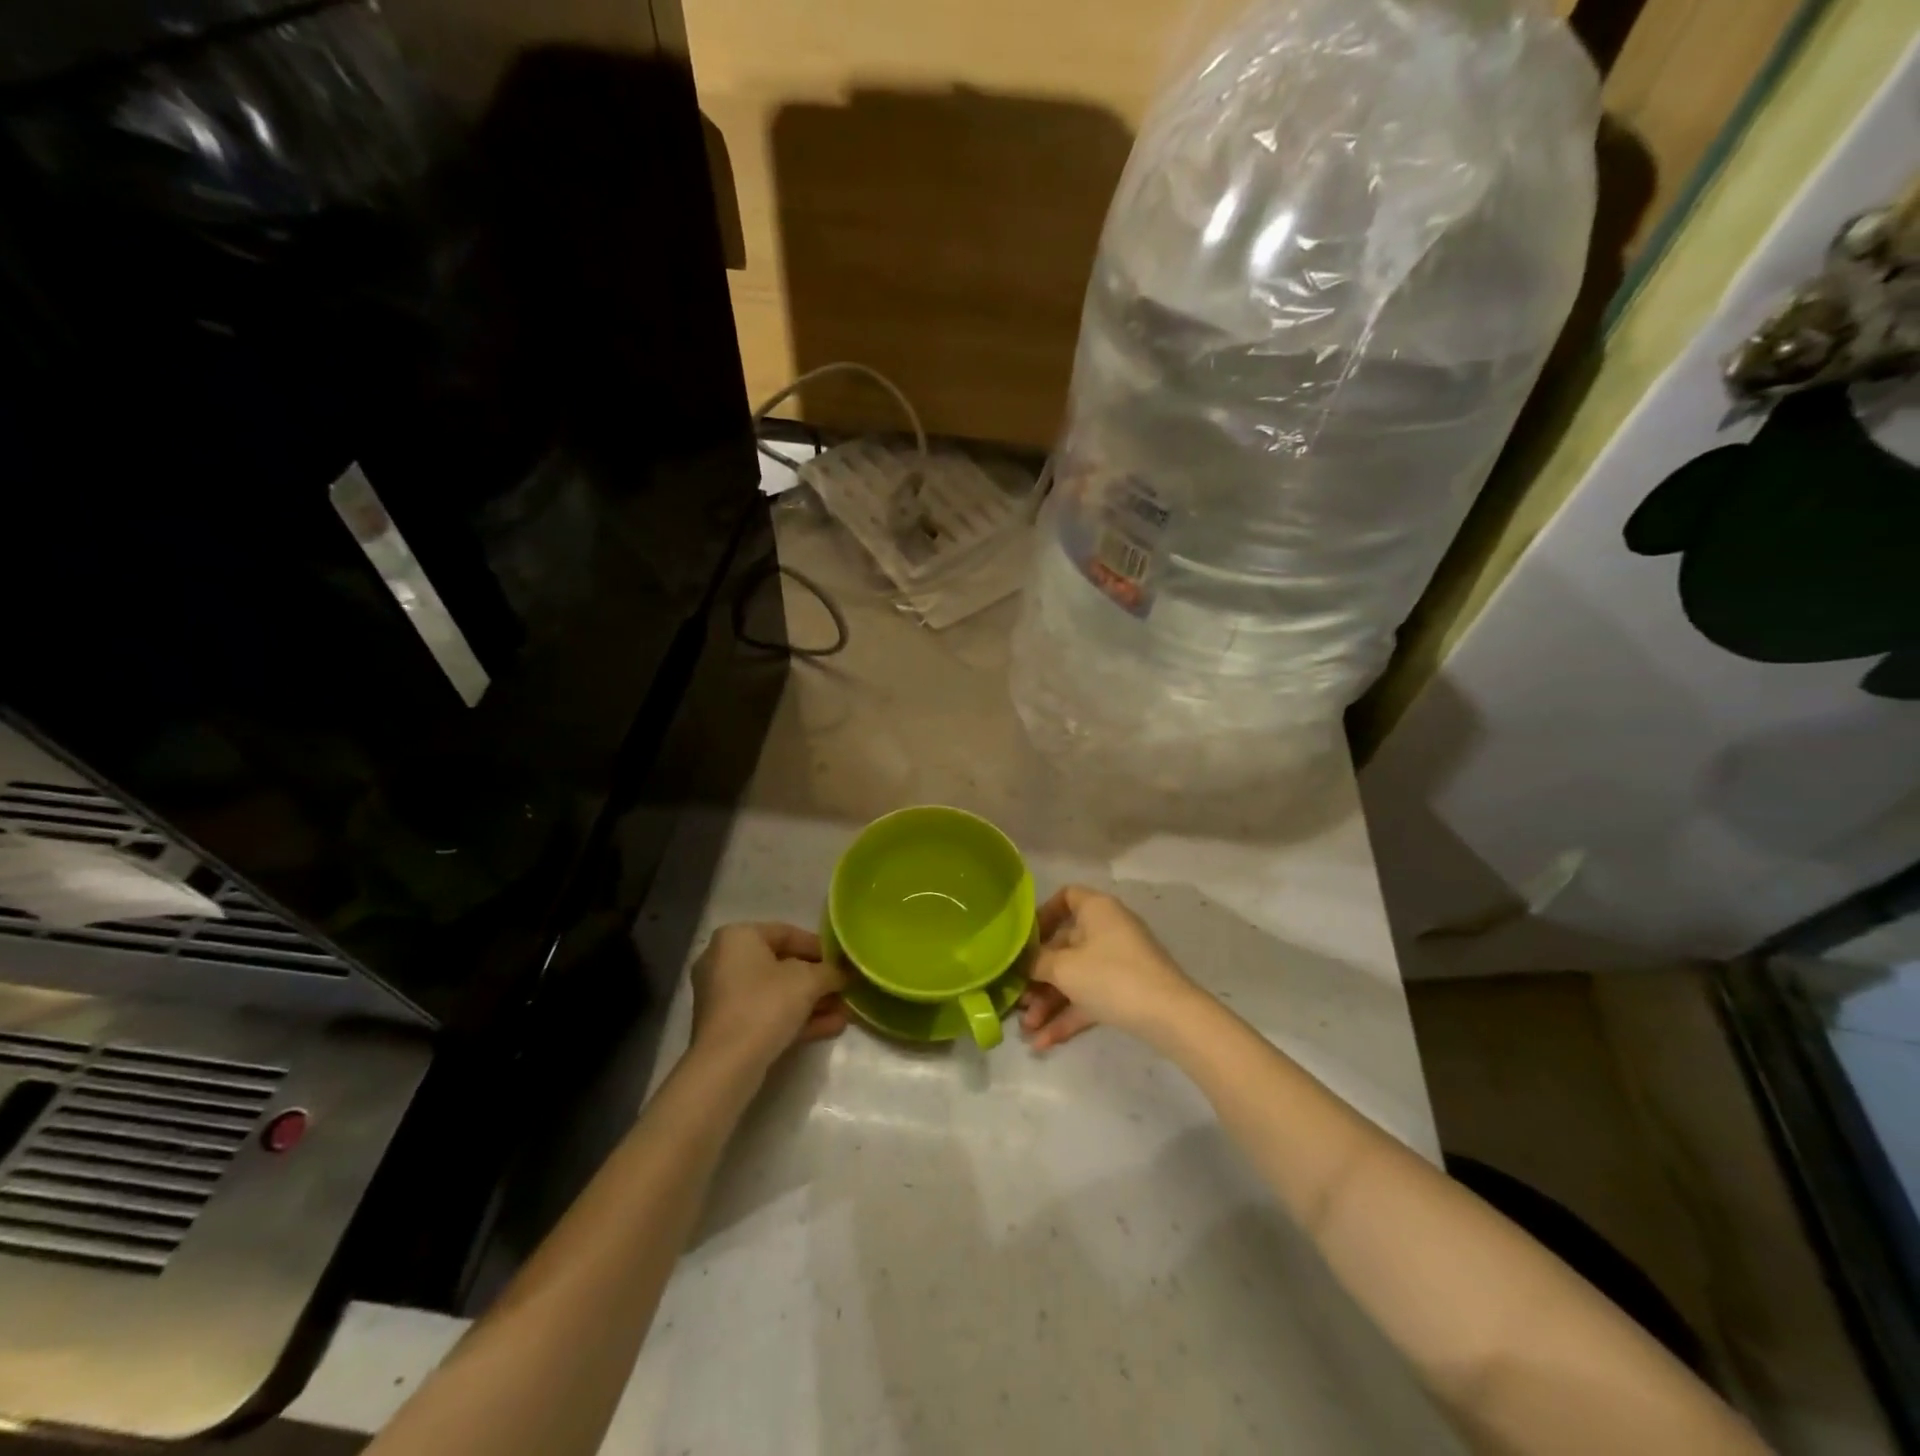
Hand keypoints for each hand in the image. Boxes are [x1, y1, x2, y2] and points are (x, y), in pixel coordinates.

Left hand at [690, 923, 848, 1070]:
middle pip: (781, 965)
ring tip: (844, 1012)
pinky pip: (767, 1014)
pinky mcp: (728, 1027)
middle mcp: (724, 961)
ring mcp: (723, 997)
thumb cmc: (766, 1004)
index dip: (819, 946)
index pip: (786, 933)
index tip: (842, 961)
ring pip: (776, 993)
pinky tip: (832, 1027)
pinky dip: (796, 1018)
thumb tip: (844, 973)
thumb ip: (831, 971)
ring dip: (812, 1002)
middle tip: (844, 988)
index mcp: (737, 937)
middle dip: (817, 980)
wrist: (727, 1065)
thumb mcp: (809, 980)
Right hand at [1017, 886, 1197, 1049]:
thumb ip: (1037, 962)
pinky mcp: (1125, 990)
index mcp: (1097, 910)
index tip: (1024, 940)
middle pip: (1065, 945)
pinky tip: (1045, 1042)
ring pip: (1075, 976)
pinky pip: (1090, 997)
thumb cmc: (1111, 977)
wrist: (1169, 1016)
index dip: (1042, 915)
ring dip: (1050, 1001)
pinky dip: (1069, 1015)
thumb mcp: (1064, 968)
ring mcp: (1118, 961)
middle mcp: (1107, 930)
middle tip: (1018, 998)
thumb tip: (1024, 961)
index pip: (1066, 897)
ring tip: (1028, 1028)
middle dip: (1038, 975)